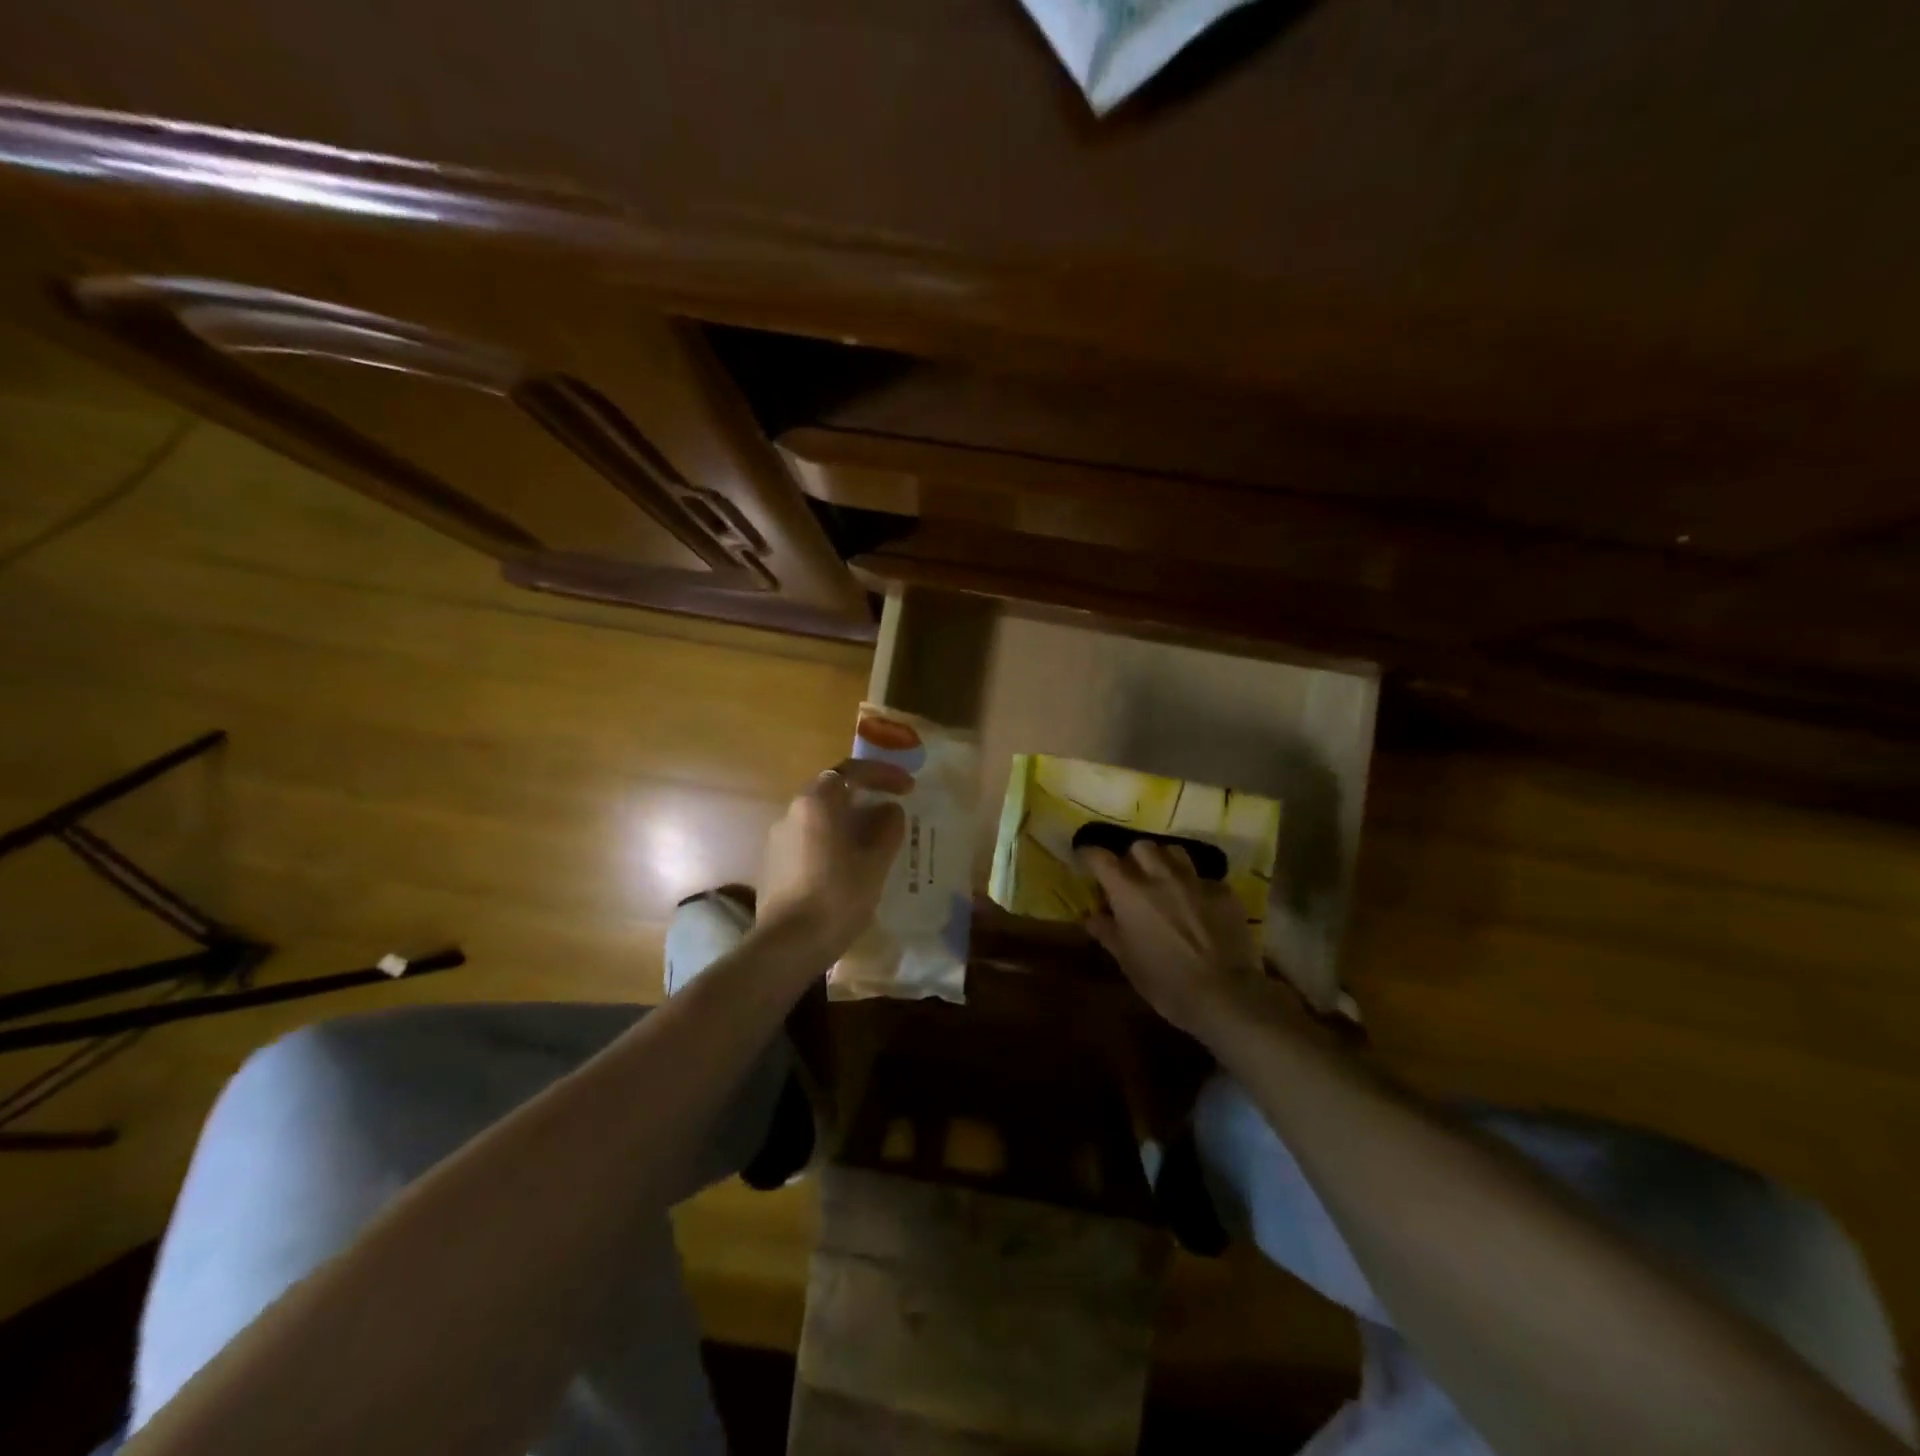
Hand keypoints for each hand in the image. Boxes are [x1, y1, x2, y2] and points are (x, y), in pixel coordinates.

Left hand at [759, 758, 910, 961]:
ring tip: (876, 840)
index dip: (884, 774)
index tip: (908, 788)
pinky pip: (810, 839)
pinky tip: (850, 864)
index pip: (852, 772)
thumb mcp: (874, 862)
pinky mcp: (774, 863)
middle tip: (893, 809)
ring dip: (849, 820)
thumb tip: (890, 810)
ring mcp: (778, 838)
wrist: (788, 945)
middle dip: (865, 796)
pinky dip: (833, 840)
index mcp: (816, 803)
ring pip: (820, 817)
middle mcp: (792, 812)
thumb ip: (887, 828)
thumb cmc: (837, 897)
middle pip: (833, 791)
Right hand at [1080, 841, 1264, 1038]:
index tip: (1085, 860)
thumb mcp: (1128, 962)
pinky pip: (1204, 878)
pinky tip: (1199, 906)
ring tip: (1164, 882)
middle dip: (1132, 858)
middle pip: (1141, 846)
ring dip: (1164, 862)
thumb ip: (1108, 933)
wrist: (1226, 996)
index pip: (1101, 857)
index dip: (1089, 855)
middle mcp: (1160, 877)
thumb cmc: (1166, 983)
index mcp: (1129, 893)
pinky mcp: (1224, 892)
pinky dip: (1196, 887)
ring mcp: (1195, 882)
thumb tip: (1092, 917)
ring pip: (1174, 852)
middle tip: (1132, 878)